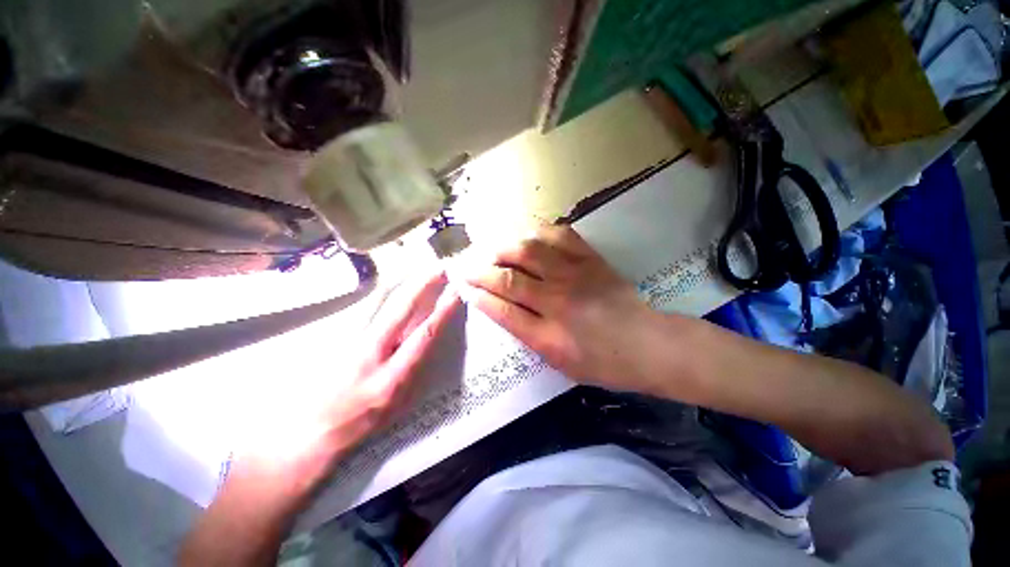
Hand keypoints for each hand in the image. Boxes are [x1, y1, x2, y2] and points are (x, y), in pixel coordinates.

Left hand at [181, 267, 460, 565]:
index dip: (442, 312)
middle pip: (401, 310)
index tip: (455, 293)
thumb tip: (428, 339)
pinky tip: (398, 284)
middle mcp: (371, 353)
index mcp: (391, 377)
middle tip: (439, 267)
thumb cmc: (359, 425)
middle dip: (422, 285)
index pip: (424, 336)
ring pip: (383, 304)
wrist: (307, 433)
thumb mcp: (397, 405)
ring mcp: (352, 342)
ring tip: (423, 270)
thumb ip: (414, 370)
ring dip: (406, 284)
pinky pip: (371, 309)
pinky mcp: (340, 337)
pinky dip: (389, 293)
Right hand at [464, 225, 658, 390]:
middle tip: (468, 266)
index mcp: (548, 335)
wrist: (648, 344)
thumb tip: (502, 310)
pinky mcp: (590, 259)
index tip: (464, 288)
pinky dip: (539, 231)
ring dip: (503, 248)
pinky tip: (528, 235)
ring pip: (529, 251)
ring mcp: (574, 275)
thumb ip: (529, 335)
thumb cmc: (603, 362)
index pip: (502, 311)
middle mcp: (557, 301)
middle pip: (509, 279)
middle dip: (481, 271)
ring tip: (492, 250)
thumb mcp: (560, 361)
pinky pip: (560, 235)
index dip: (478, 297)